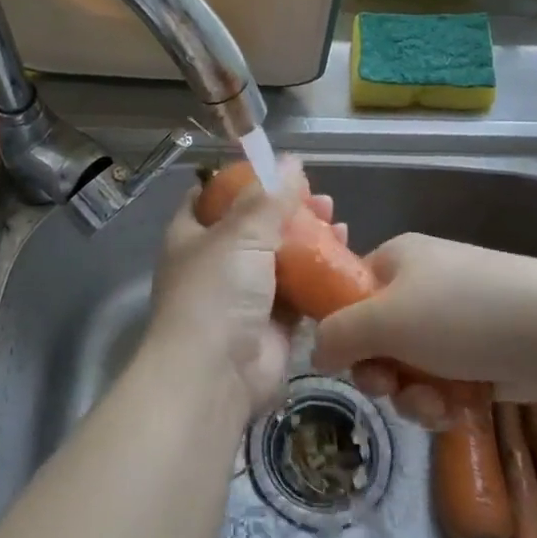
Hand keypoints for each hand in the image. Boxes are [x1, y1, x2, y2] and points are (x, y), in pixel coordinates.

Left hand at [139, 160, 343, 421]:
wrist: (215, 376)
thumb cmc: (216, 293)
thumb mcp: (240, 233)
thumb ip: (268, 197)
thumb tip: (290, 161)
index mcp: (191, 236)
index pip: (209, 197)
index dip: (238, 180)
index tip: (273, 169)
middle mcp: (215, 263)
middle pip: (253, 226)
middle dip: (287, 210)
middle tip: (321, 199)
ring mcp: (243, 295)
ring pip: (280, 258)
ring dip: (309, 240)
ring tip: (339, 221)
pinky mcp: (272, 324)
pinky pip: (300, 293)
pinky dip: (320, 276)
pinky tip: (345, 257)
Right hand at [312, 234, 536, 428]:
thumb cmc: (463, 314)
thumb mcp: (385, 319)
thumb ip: (338, 334)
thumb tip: (316, 352)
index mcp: (397, 260)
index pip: (349, 292)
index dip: (342, 329)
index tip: (346, 360)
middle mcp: (423, 286)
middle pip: (377, 337)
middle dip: (381, 373)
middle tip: (389, 389)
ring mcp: (455, 321)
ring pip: (409, 368)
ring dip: (413, 395)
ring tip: (435, 406)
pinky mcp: (482, 355)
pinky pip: (443, 382)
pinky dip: (444, 401)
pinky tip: (458, 411)